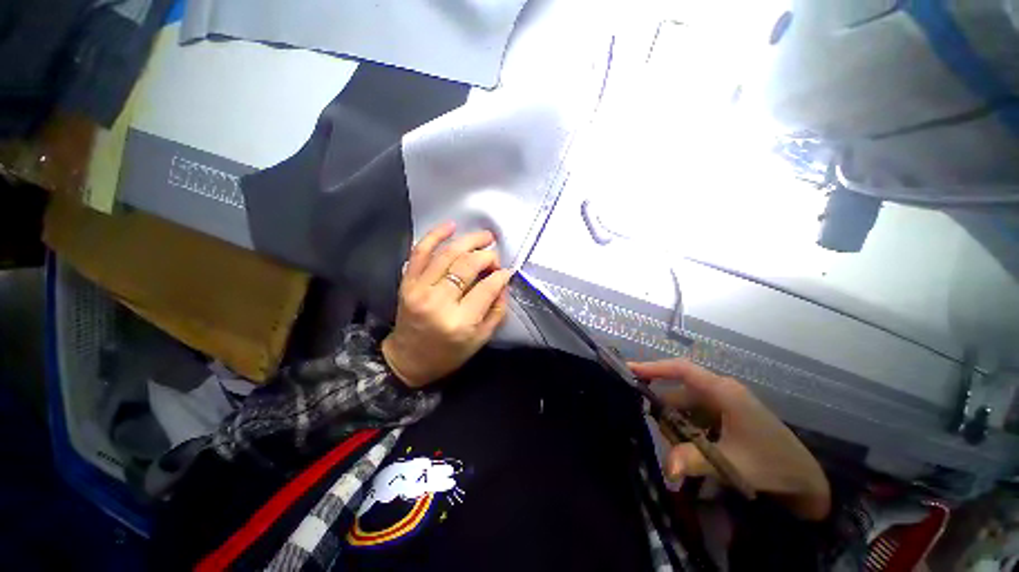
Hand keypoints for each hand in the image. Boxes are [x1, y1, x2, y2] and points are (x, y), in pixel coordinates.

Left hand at [381, 222, 513, 387]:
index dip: (501, 275)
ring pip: (448, 254)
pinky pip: (420, 252)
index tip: (506, 271)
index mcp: (460, 322)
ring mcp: (419, 289)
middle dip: (487, 256)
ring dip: (469, 240)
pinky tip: (451, 226)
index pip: (487, 288)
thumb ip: (497, 310)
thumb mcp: (481, 339)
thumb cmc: (449, 353)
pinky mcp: (407, 282)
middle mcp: (439, 302)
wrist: (409, 359)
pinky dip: (435, 235)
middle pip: (468, 266)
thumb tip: (503, 282)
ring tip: (485, 236)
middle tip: (495, 257)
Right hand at [630, 359, 831, 520]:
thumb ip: (696, 460)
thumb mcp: (732, 463)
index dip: (654, 367)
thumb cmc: (772, 464)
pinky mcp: (724, 415)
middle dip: (663, 409)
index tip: (629, 369)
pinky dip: (686, 429)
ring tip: (672, 447)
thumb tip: (666, 468)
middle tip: (647, 427)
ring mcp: (723, 403)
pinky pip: (695, 415)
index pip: (681, 369)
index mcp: (723, 391)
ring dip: (675, 424)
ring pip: (685, 406)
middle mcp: (720, 391)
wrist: (806, 480)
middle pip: (679, 391)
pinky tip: (687, 447)